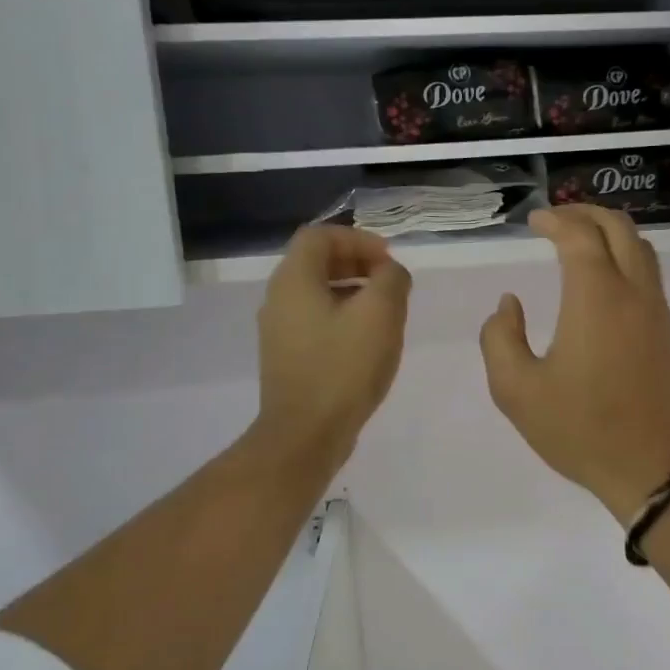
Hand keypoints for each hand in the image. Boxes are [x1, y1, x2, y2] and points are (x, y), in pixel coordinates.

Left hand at [255, 226, 410, 466]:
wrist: (306, 434)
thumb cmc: (344, 367)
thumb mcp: (380, 314)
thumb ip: (391, 280)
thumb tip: (390, 273)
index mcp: (294, 280)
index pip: (320, 236)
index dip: (358, 239)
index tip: (389, 259)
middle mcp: (278, 299)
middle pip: (316, 262)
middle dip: (357, 263)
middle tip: (390, 281)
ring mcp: (279, 330)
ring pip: (316, 292)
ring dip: (352, 290)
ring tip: (385, 310)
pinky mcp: (287, 356)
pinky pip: (315, 319)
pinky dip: (342, 315)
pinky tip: (367, 340)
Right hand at [479, 207, 669, 522]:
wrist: (653, 469)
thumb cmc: (581, 430)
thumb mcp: (516, 391)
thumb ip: (500, 338)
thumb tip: (510, 304)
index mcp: (596, 297)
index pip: (579, 235)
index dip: (555, 220)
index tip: (534, 222)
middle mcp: (633, 292)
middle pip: (619, 228)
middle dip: (586, 213)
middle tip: (557, 220)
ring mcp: (657, 312)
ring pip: (641, 248)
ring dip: (611, 232)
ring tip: (581, 240)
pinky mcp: (668, 333)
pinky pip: (649, 275)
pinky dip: (626, 257)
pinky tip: (604, 279)